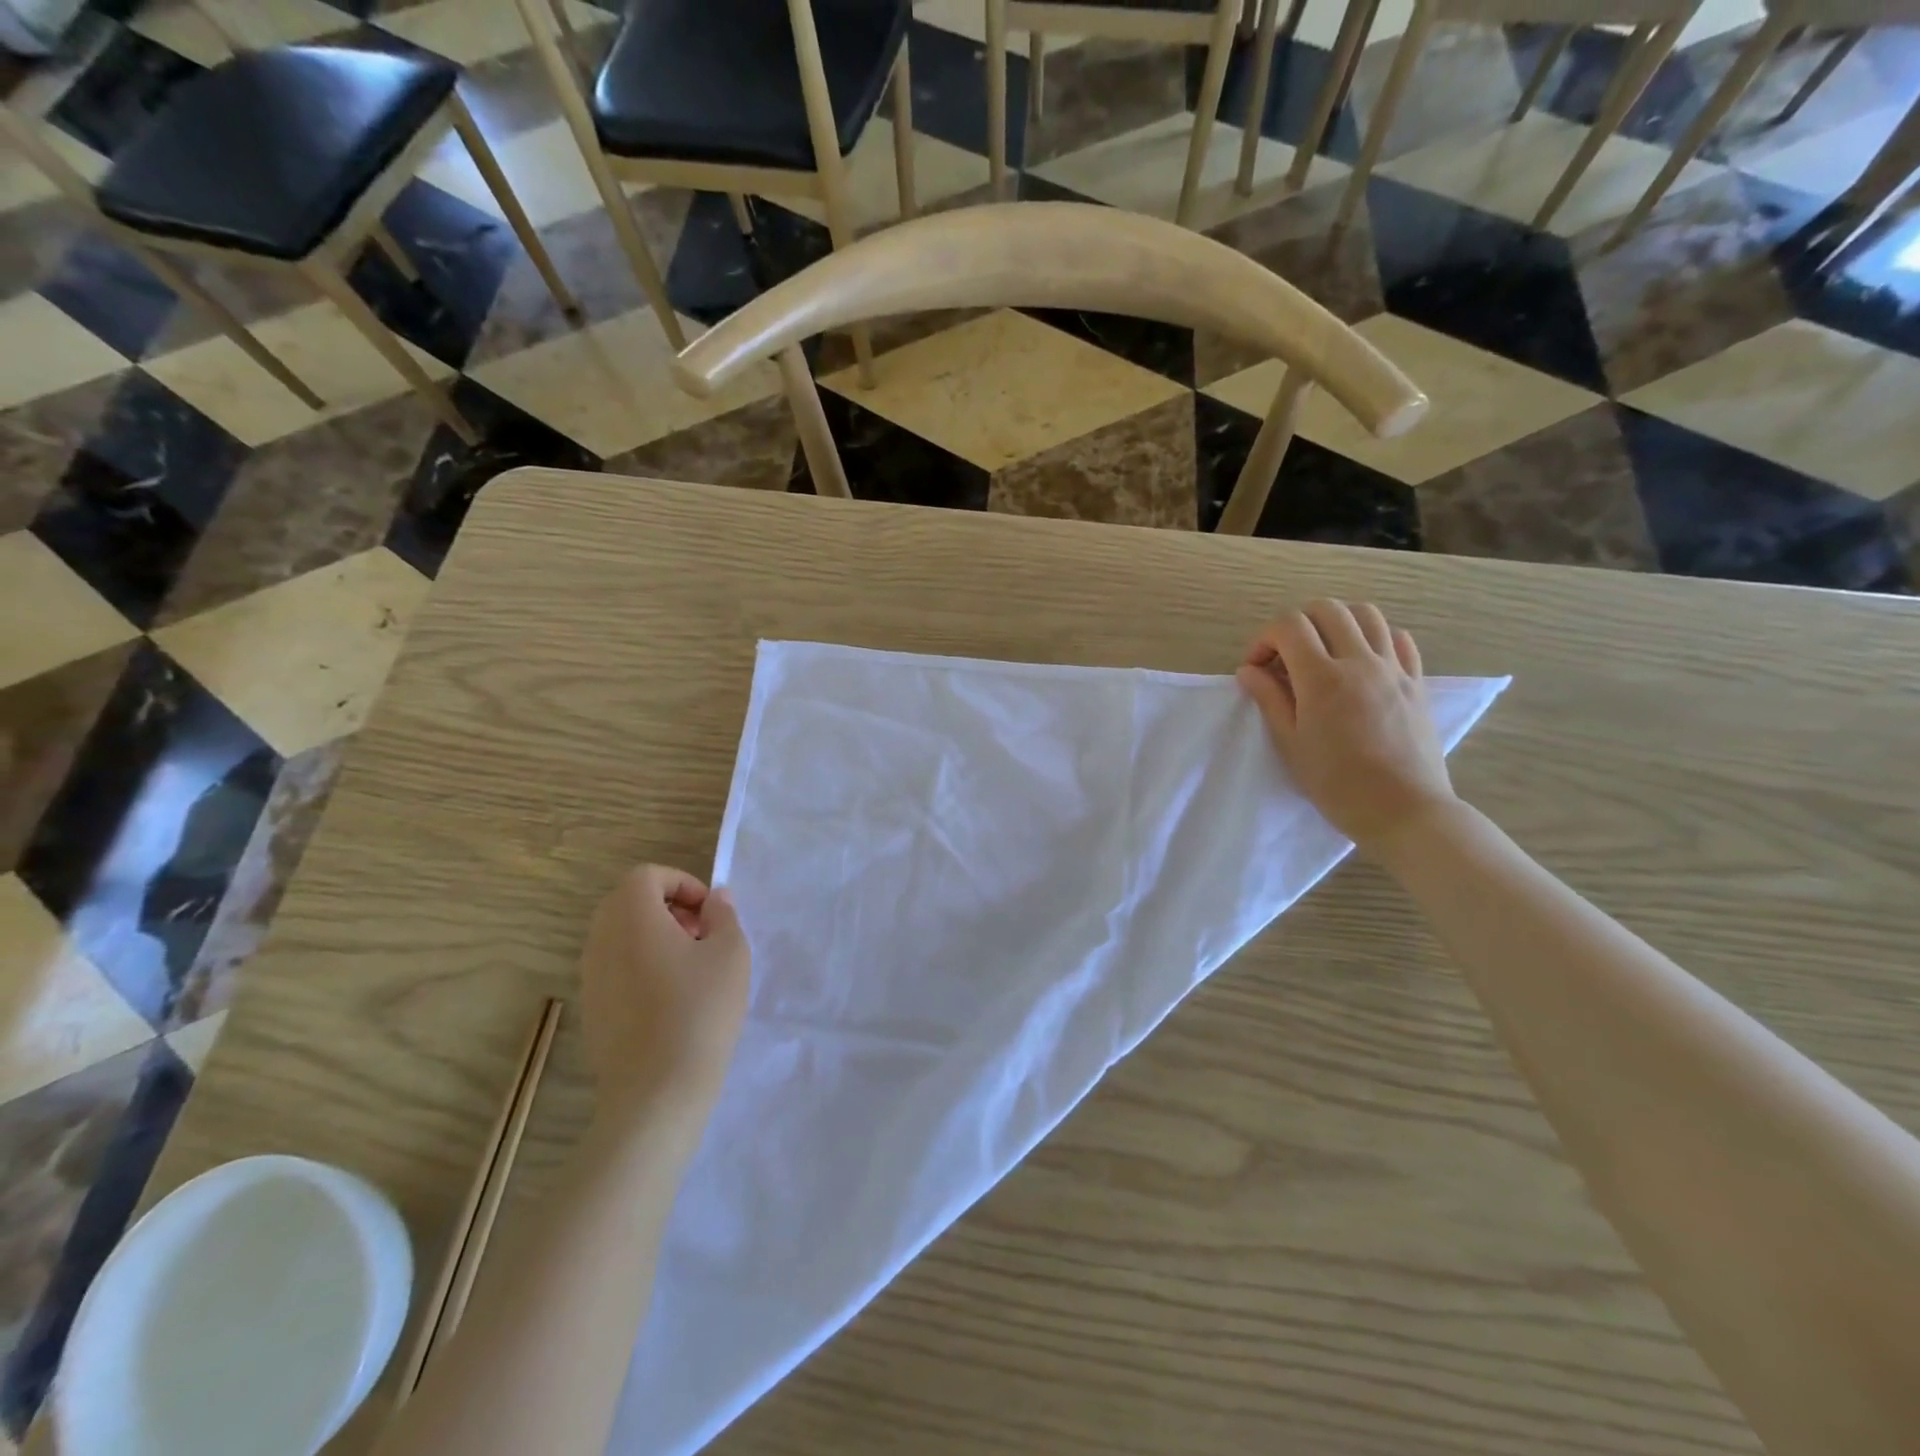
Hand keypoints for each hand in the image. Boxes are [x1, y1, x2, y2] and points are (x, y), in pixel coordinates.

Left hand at [579, 865, 750, 1123]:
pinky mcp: (592, 1009)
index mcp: (630, 916)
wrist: (657, 1092)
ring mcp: (590, 977)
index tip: (710, 912)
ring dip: (657, 938)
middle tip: (704, 935)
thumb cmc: (699, 1009)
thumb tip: (714, 900)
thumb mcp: (730, 952)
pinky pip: (617, 968)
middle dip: (670, 909)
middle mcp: (600, 939)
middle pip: (629, 903)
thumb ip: (723, 915)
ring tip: (694, 970)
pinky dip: (643, 967)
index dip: (682, 884)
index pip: (647, 876)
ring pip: (622, 937)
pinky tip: (674, 1001)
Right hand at [1235, 600, 1459, 858]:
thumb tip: (1249, 670)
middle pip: (1327, 609)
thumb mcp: (1291, 744)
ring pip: (1367, 614)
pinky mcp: (1417, 681)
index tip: (1257, 667)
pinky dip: (1375, 637)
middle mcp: (1360, 661)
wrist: (1403, 809)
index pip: (1289, 626)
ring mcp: (1393, 668)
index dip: (1265, 638)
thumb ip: (1270, 699)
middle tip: (1286, 655)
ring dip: (1337, 622)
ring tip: (1324, 651)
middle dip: (1298, 622)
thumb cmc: (1337, 783)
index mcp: (1322, 678)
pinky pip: (1399, 638)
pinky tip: (1362, 661)